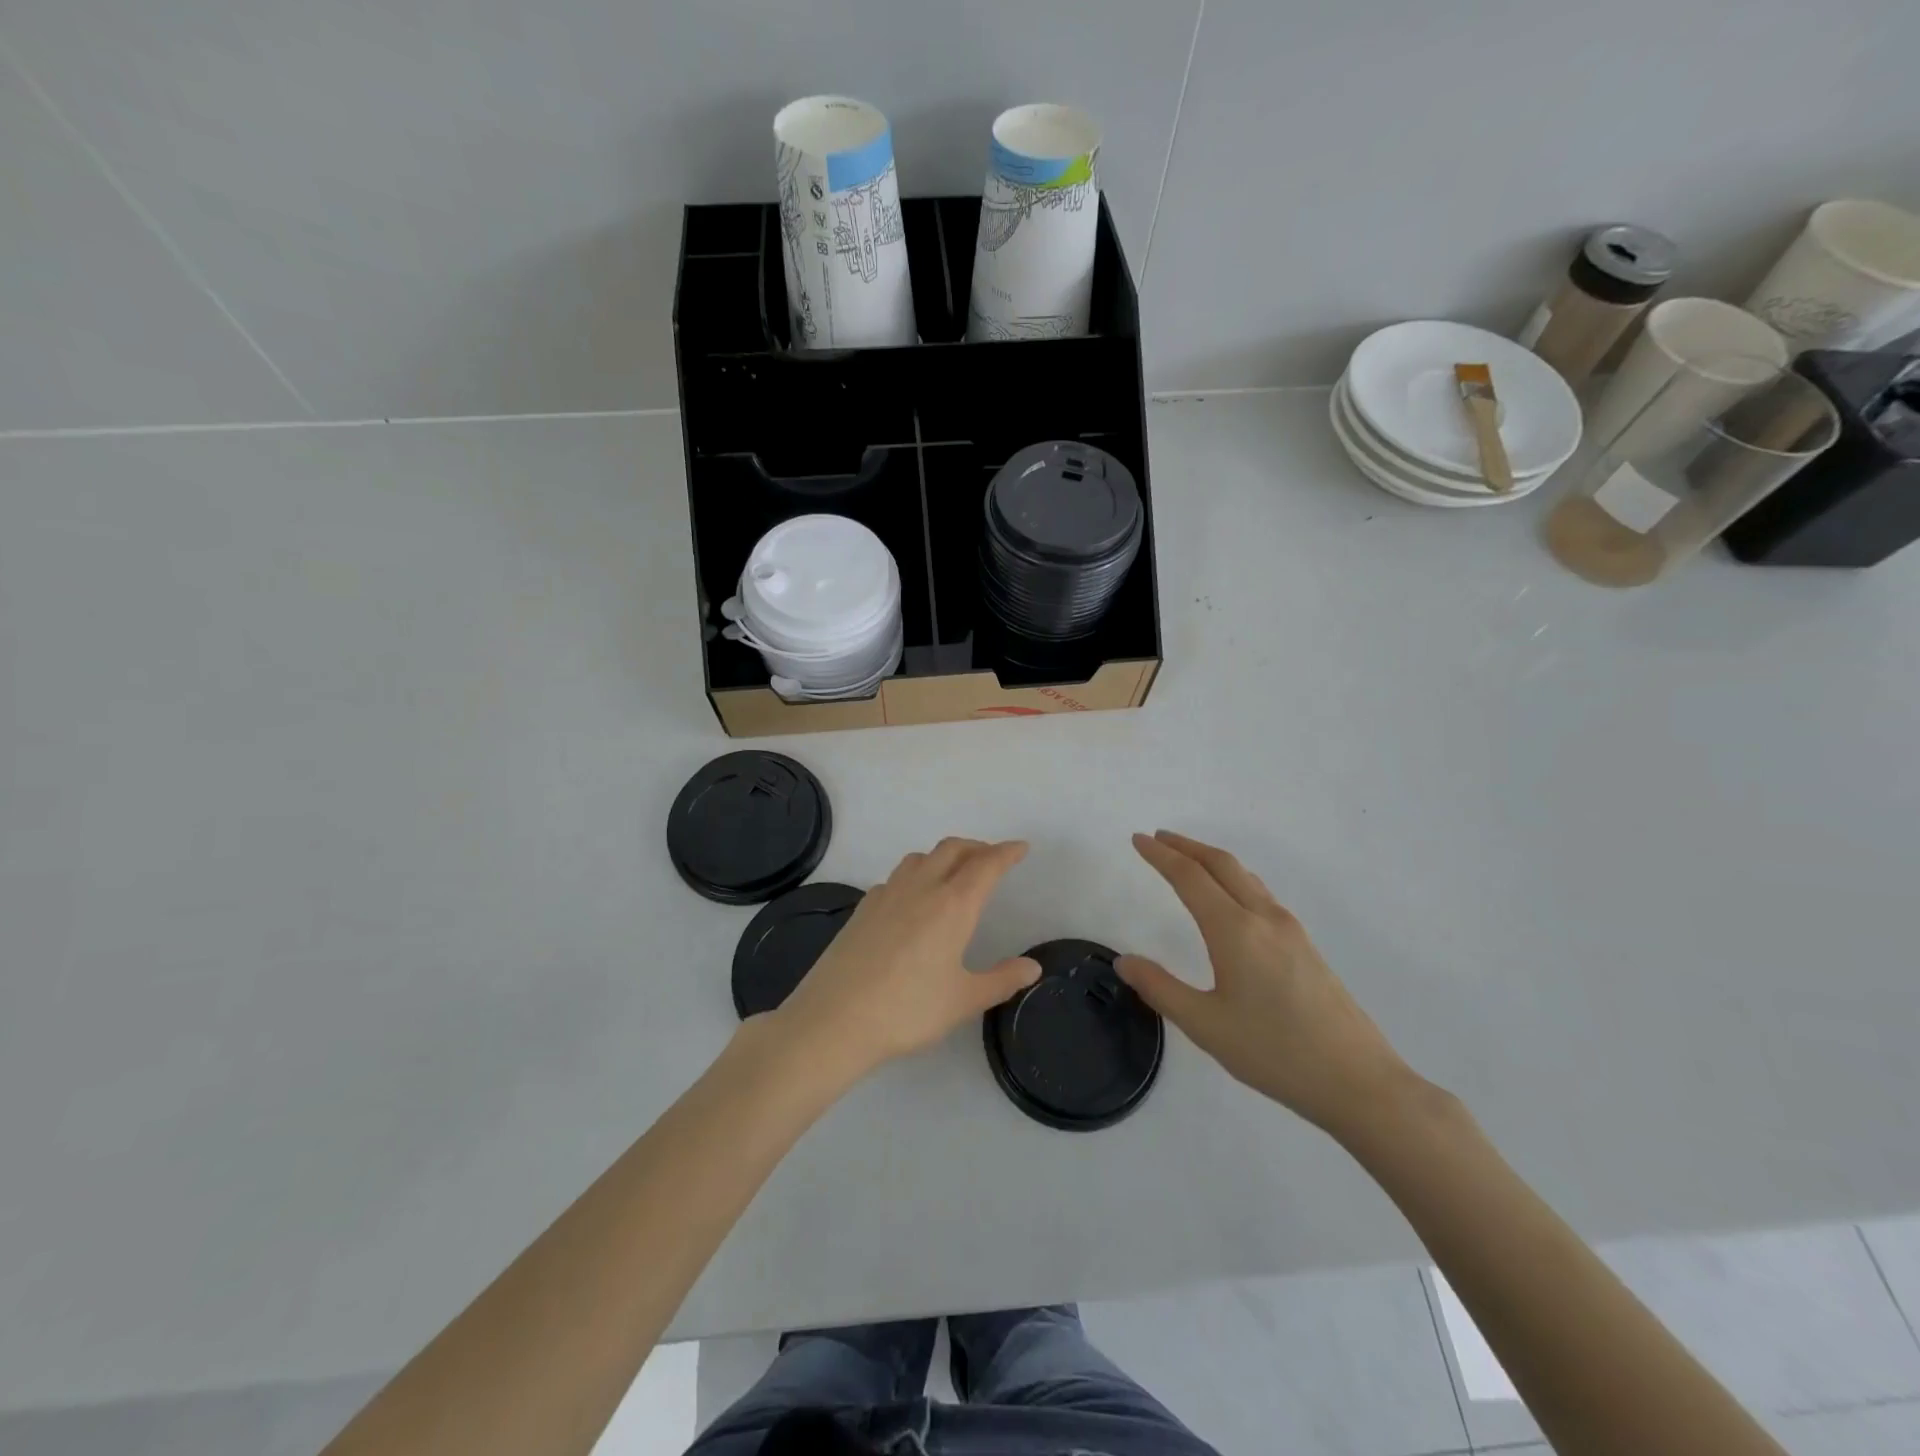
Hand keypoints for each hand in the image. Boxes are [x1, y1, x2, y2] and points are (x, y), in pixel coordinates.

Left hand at [771, 838, 1039, 1080]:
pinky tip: (912, 901)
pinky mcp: (862, 908)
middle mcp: (921, 888)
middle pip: (952, 849)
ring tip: (953, 874)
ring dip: (943, 856)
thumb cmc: (908, 1010)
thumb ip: (1001, 980)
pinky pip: (895, 878)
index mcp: (953, 905)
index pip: (986, 865)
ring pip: (920, 857)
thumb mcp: (963, 1000)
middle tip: (992, 859)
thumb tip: (1032, 967)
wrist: (834, 1019)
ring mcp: (887, 894)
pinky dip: (914, 875)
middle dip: (976, 847)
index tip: (1021, 848)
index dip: (1006, 853)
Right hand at [1117, 831, 1414, 1135]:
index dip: (1160, 856)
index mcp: (1235, 931)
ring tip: (1187, 861)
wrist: (1358, 1081)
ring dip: (1211, 860)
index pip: (1190, 877)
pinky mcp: (1305, 946)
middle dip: (1186, 846)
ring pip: (1245, 876)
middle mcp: (1264, 918)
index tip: (1137, 839)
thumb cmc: (1275, 1053)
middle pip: (1221, 864)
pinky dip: (1233, 879)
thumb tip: (1124, 960)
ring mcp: (1290, 930)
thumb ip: (1160, 988)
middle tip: (1158, 838)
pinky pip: (1260, 893)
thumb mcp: (1206, 1026)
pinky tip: (1230, 899)